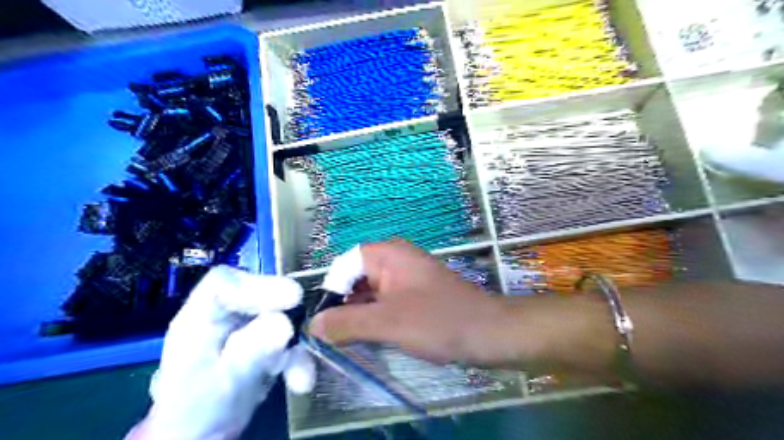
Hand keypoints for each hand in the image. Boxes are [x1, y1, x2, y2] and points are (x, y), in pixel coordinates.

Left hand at [128, 264, 314, 439]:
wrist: (201, 437)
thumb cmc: (197, 411)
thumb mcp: (224, 383)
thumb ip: (250, 352)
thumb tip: (285, 324)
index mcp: (200, 319)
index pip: (224, 284)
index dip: (259, 285)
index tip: (293, 299)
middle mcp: (225, 317)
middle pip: (259, 295)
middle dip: (287, 314)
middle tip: (312, 325)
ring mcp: (247, 328)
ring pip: (281, 317)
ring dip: (298, 343)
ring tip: (301, 375)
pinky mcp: (265, 343)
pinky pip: (289, 340)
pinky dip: (299, 358)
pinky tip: (300, 381)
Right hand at [305, 241, 502, 364]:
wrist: (487, 332)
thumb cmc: (437, 321)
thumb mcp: (387, 323)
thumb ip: (346, 323)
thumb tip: (313, 325)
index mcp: (387, 254)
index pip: (344, 265)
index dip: (331, 290)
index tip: (324, 321)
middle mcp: (395, 259)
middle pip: (356, 278)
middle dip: (343, 305)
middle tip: (332, 336)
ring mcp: (406, 276)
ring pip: (370, 292)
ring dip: (358, 314)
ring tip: (348, 340)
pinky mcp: (414, 293)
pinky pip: (385, 301)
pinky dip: (375, 317)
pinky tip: (371, 337)